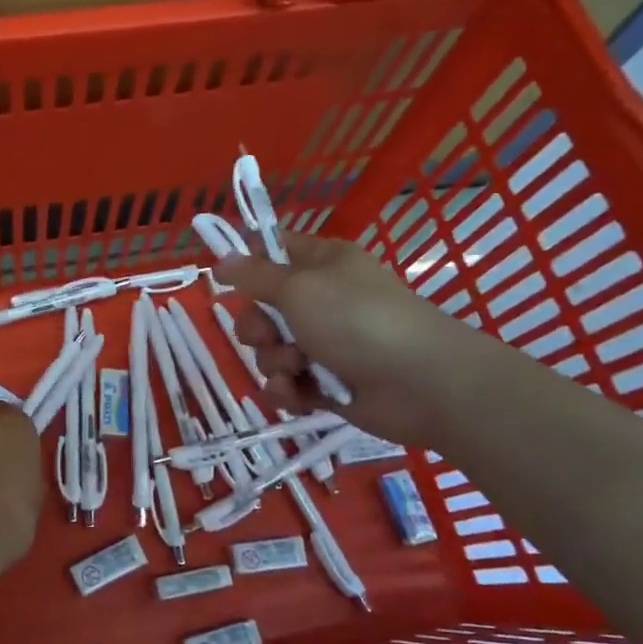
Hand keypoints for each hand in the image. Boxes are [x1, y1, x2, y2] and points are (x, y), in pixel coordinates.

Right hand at [216, 234, 485, 445]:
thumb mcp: (298, 287)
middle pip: (263, 308)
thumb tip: (222, 259)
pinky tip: (295, 394)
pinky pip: (287, 383)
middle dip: (256, 327)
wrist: (420, 384)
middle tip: (267, 335)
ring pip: (271, 349)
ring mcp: (326, 343)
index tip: (222, 278)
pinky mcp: (327, 383)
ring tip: (296, 368)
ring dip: (274, 361)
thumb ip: (254, 275)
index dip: (246, 262)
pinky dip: (286, 390)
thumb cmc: (357, 320)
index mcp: (322, 264)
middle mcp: (323, 299)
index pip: (274, 249)